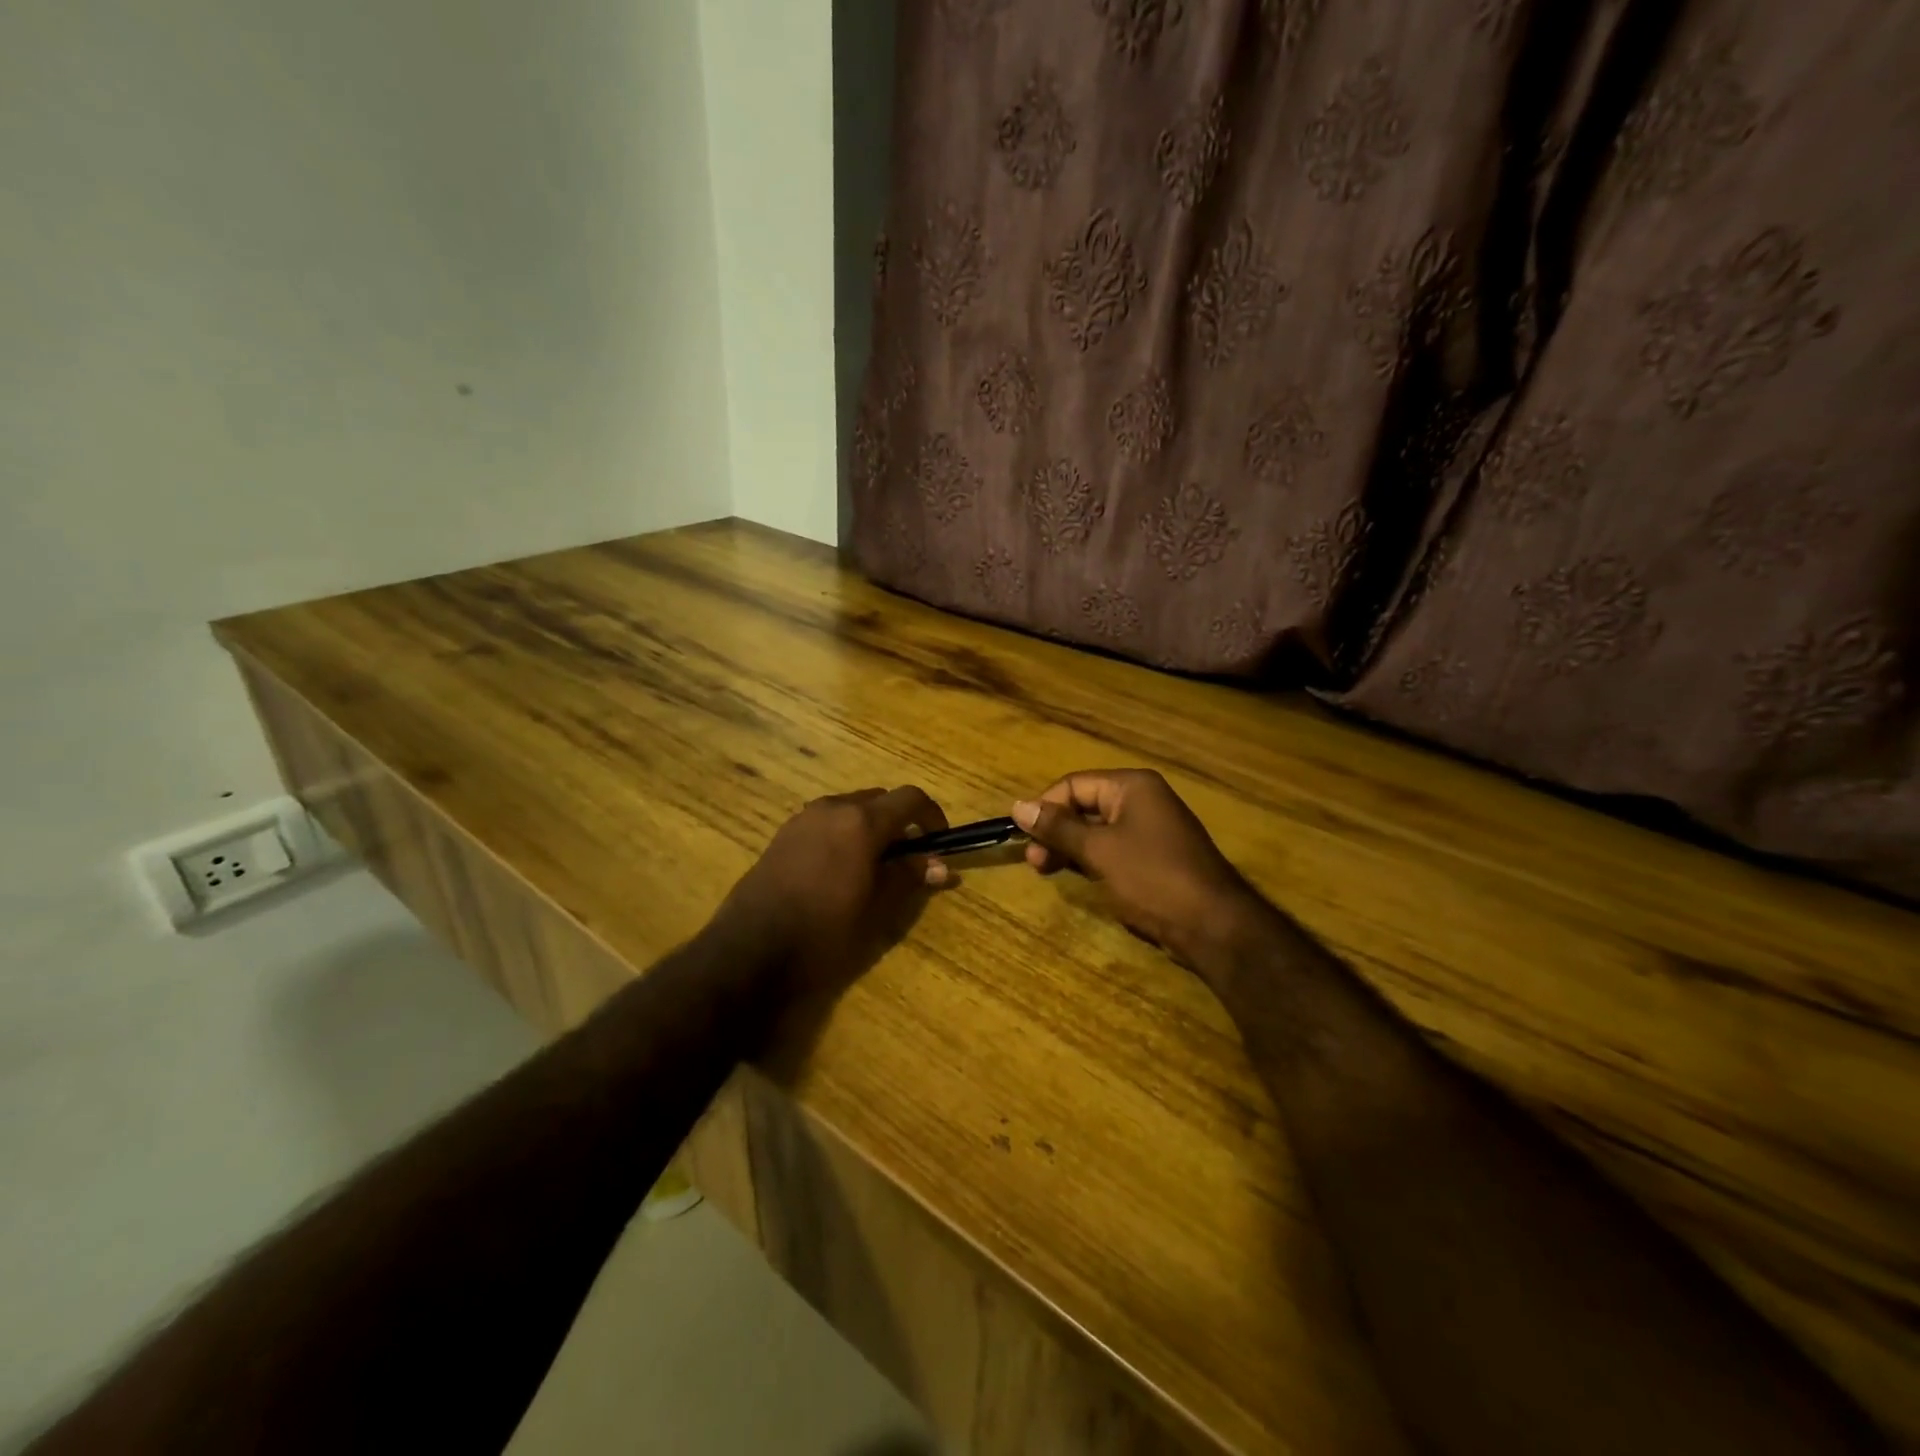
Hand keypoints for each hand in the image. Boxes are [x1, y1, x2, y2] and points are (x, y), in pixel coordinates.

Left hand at [715, 785, 948, 999]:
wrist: (750, 952)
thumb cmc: (823, 932)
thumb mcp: (876, 909)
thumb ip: (908, 878)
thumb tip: (939, 866)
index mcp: (861, 821)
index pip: (910, 798)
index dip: (931, 816)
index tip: (938, 842)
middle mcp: (832, 808)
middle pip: (879, 800)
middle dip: (899, 822)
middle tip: (908, 859)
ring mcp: (803, 819)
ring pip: (849, 809)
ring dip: (870, 828)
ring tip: (874, 867)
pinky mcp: (782, 835)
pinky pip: (825, 823)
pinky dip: (843, 834)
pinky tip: (840, 872)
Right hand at [1012, 769, 1261, 970]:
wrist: (1213, 925)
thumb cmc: (1152, 877)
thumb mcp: (1098, 850)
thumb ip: (1058, 828)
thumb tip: (1018, 807)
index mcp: (1131, 786)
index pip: (1074, 784)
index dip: (1045, 807)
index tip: (1023, 837)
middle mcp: (1142, 800)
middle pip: (1084, 806)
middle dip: (1056, 831)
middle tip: (1034, 862)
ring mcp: (1150, 830)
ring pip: (1096, 830)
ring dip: (1069, 848)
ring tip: (1047, 871)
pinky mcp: (1154, 858)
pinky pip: (1113, 849)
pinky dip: (1091, 860)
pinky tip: (1076, 877)